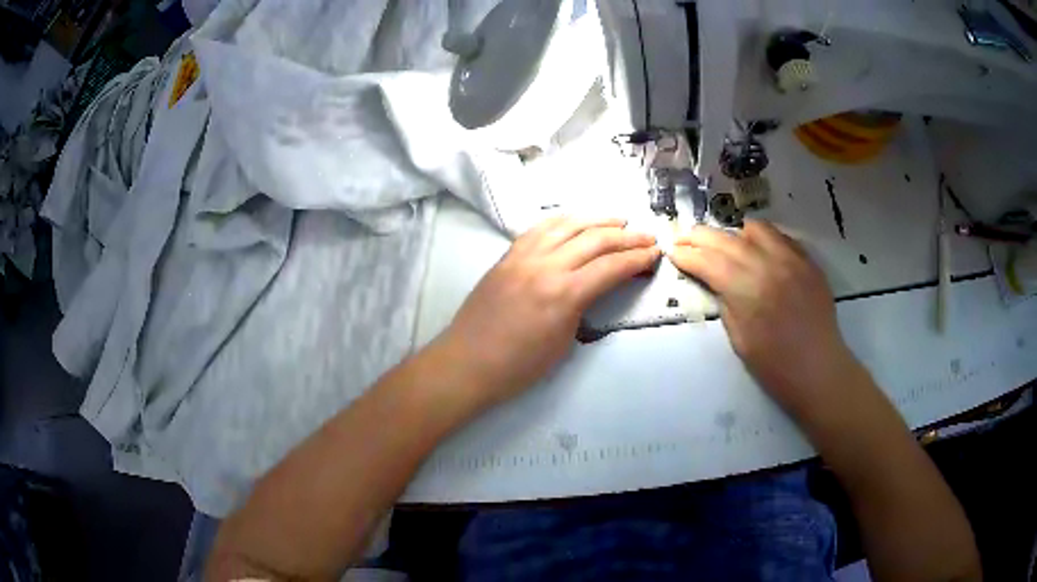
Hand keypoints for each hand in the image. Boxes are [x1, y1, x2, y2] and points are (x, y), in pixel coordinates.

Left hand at [439, 216, 658, 408]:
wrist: (467, 363)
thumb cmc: (518, 367)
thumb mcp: (563, 343)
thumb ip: (582, 307)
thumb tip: (594, 287)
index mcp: (563, 294)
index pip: (611, 266)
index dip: (637, 258)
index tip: (655, 254)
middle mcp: (545, 265)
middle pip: (594, 239)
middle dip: (626, 236)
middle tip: (647, 236)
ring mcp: (523, 256)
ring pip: (567, 225)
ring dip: (597, 219)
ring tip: (619, 220)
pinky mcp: (507, 256)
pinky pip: (539, 228)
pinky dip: (563, 220)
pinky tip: (576, 221)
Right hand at [668, 220, 860, 417]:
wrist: (818, 369)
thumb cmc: (774, 366)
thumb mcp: (738, 339)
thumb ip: (725, 301)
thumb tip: (715, 280)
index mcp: (747, 290)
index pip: (708, 261)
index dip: (687, 255)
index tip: (673, 252)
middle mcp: (768, 266)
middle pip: (727, 239)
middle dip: (701, 236)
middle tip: (686, 237)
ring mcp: (792, 259)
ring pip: (756, 229)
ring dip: (734, 233)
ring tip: (725, 243)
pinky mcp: (808, 261)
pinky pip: (781, 237)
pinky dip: (763, 238)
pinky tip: (758, 249)